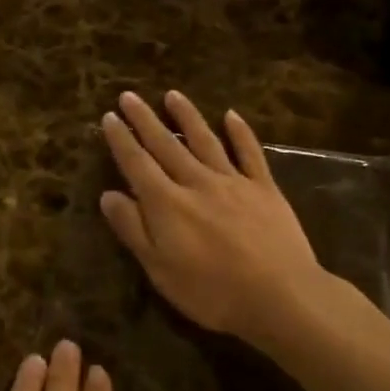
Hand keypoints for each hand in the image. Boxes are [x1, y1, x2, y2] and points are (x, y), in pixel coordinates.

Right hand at [98, 90, 327, 343]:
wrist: (280, 295)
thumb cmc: (212, 292)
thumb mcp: (160, 270)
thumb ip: (134, 229)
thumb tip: (108, 194)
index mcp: (167, 204)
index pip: (137, 164)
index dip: (121, 140)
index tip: (109, 116)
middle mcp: (197, 182)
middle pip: (166, 145)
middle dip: (145, 119)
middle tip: (130, 95)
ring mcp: (233, 182)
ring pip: (205, 140)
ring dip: (187, 116)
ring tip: (173, 95)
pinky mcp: (264, 188)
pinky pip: (250, 153)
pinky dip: (240, 132)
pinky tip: (231, 115)